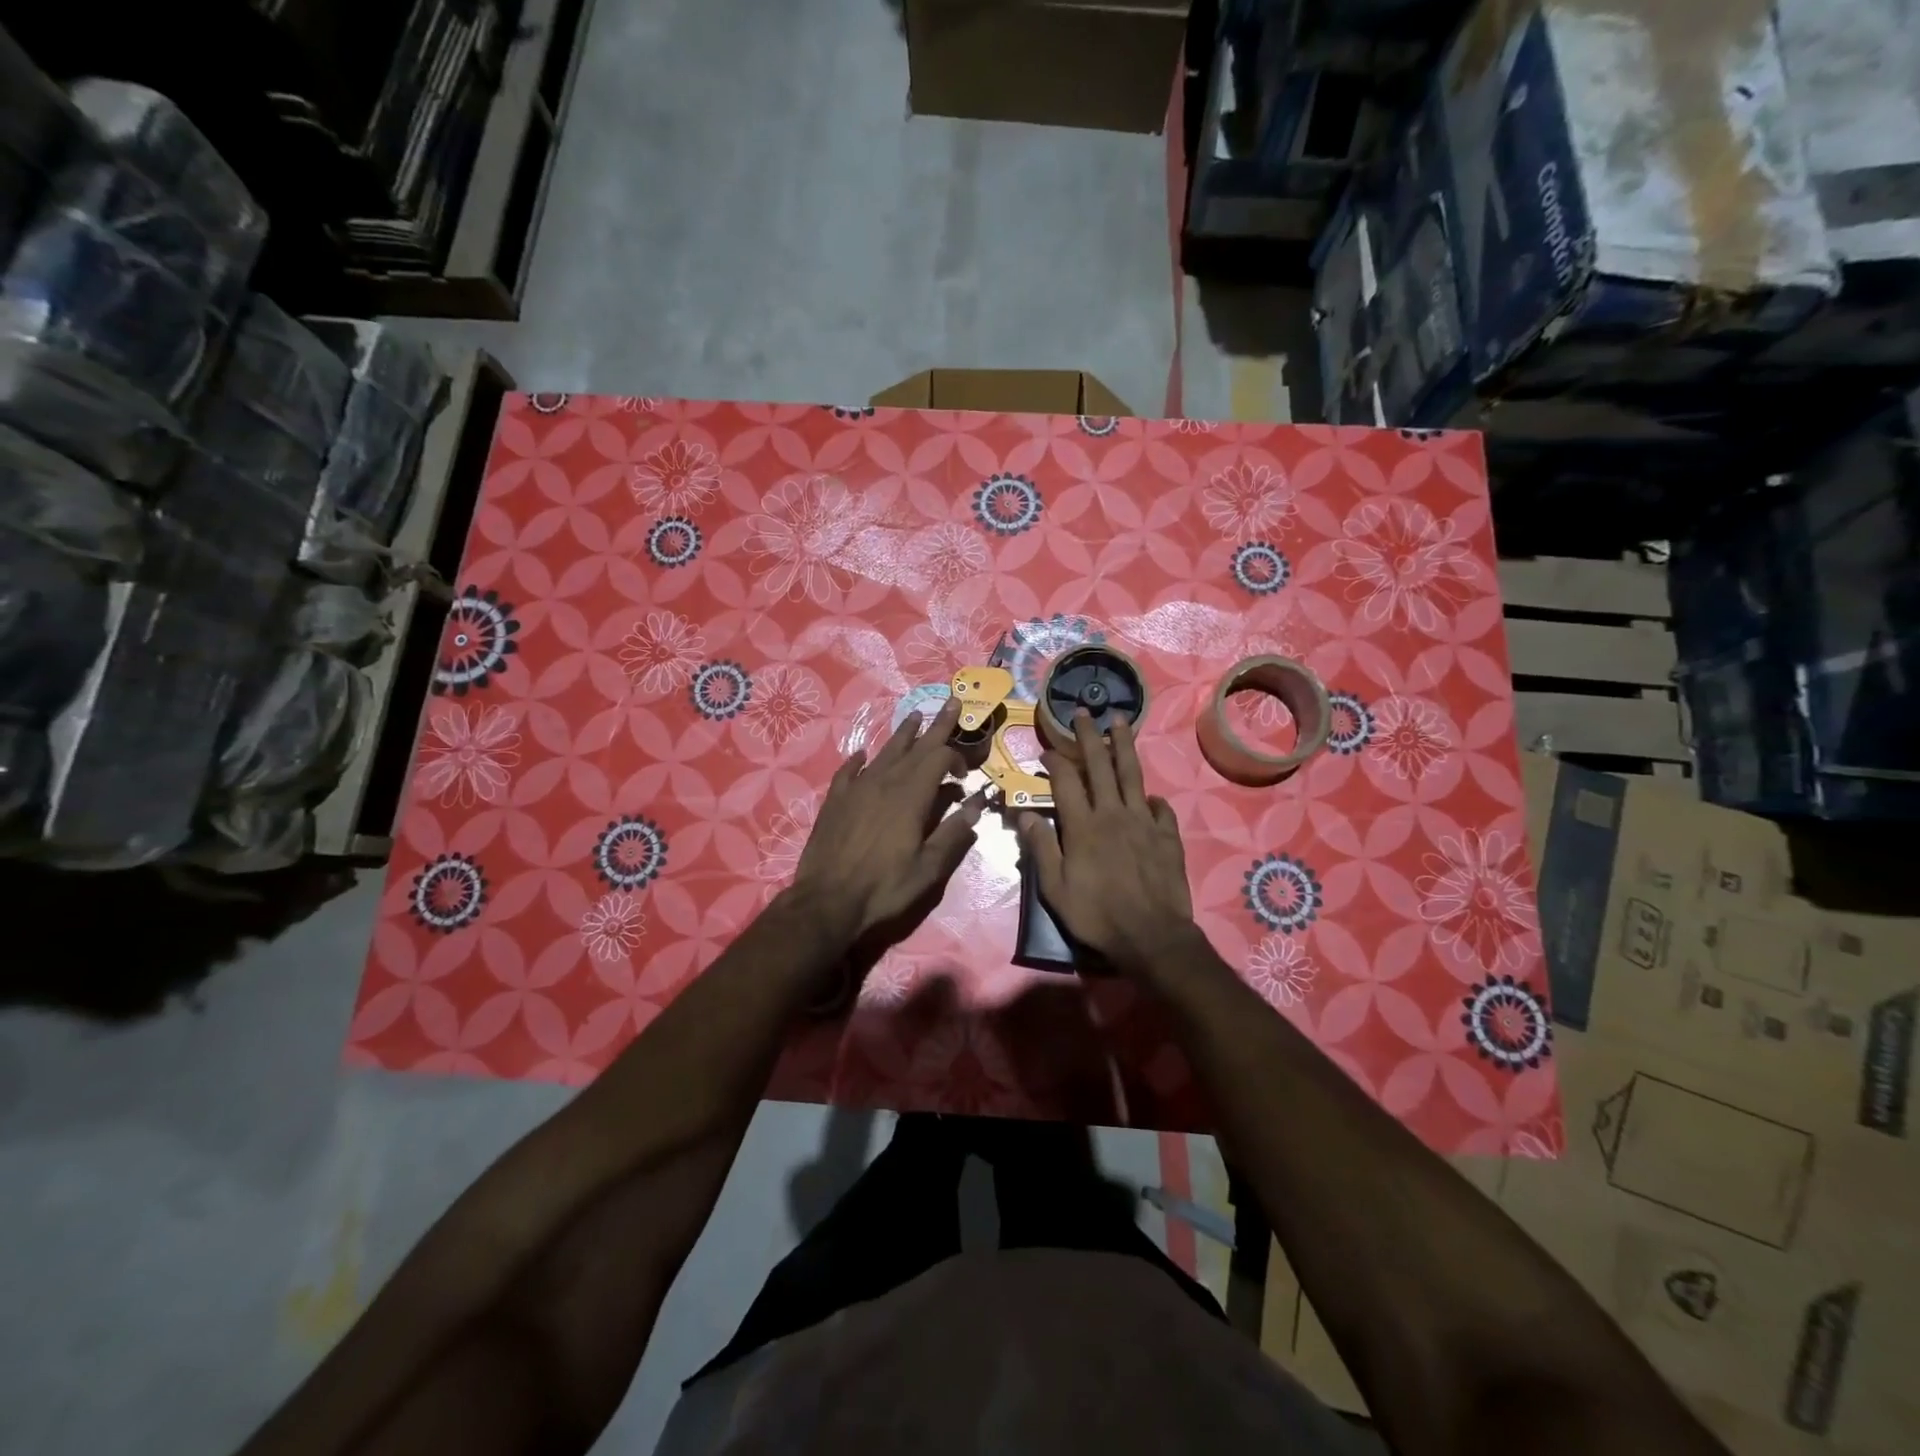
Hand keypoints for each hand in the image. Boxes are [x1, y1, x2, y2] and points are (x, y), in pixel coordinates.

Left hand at [789, 696, 985, 947]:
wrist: (827, 901)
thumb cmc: (884, 887)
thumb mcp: (928, 868)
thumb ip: (953, 833)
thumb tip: (976, 804)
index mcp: (911, 796)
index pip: (940, 759)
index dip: (957, 759)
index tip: (965, 775)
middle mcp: (885, 782)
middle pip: (916, 747)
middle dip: (936, 725)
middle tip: (951, 700)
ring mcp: (857, 788)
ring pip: (884, 752)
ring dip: (903, 735)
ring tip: (914, 717)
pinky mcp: (836, 800)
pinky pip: (849, 771)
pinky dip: (860, 760)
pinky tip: (862, 755)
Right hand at [1018, 711, 1198, 978]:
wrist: (1151, 936)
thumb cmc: (1096, 915)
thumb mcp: (1055, 888)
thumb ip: (1041, 848)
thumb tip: (1023, 814)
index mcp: (1082, 826)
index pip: (1065, 781)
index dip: (1055, 761)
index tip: (1047, 749)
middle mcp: (1112, 814)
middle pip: (1100, 766)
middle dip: (1090, 737)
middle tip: (1085, 713)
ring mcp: (1143, 822)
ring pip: (1132, 775)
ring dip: (1124, 746)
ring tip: (1121, 721)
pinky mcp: (1167, 835)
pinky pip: (1159, 807)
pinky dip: (1152, 797)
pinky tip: (1148, 795)